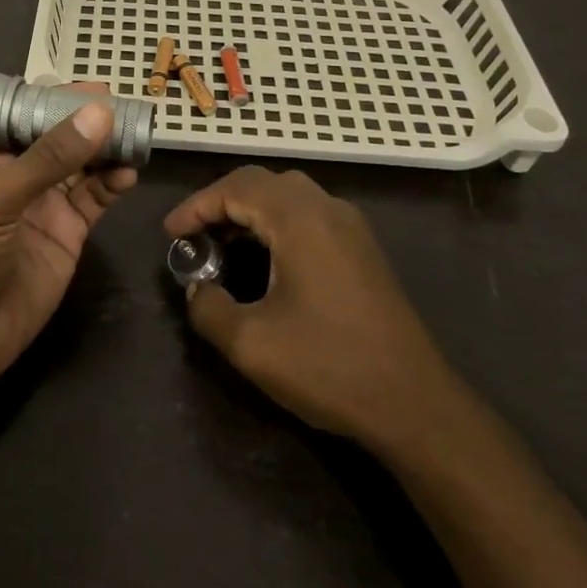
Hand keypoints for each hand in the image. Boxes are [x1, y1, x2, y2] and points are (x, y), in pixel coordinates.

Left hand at [0, 97, 137, 389]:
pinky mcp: (67, 229)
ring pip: (81, 162)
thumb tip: (100, 113)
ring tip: (136, 134)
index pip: (20, 109)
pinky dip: (114, 182)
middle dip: (88, 118)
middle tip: (126, 105)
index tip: (94, 87)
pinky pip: (95, 196)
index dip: (54, 96)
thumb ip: (48, 158)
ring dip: (107, 147)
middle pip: (56, 132)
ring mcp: (42, 200)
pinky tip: (129, 173)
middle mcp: (13, 170)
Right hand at [164, 166, 450, 446]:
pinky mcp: (363, 249)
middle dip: (221, 203)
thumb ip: (208, 307)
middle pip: (262, 183)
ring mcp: (351, 227)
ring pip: (288, 197)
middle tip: (195, 236)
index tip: (170, 235)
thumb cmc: (329, 366)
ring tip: (222, 246)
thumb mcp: (251, 344)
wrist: (415, 404)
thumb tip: (197, 288)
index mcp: (300, 218)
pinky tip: (265, 260)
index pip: (235, 187)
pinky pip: (309, 216)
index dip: (196, 206)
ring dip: (250, 212)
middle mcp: (328, 208)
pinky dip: (276, 224)